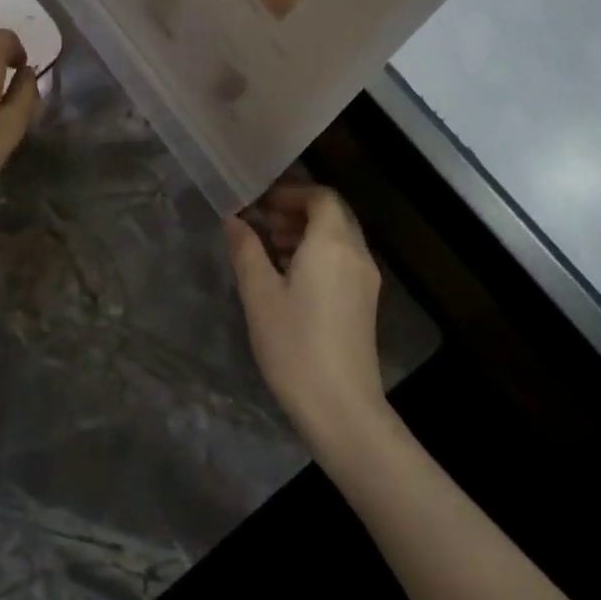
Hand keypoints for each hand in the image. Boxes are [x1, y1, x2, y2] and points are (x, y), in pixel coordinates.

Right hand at [226, 182, 386, 445]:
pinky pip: (343, 259)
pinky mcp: (365, 302)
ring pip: (339, 237)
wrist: (341, 408)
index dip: (291, 192)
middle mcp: (356, 254)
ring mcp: (365, 280)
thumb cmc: (295, 344)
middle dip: (297, 210)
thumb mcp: (259, 293)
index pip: (321, 196)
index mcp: (333, 244)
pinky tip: (290, 277)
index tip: (260, 203)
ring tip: (270, 248)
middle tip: (262, 221)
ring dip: (306, 232)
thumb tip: (234, 218)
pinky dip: (318, 253)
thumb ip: (246, 248)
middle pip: (333, 213)